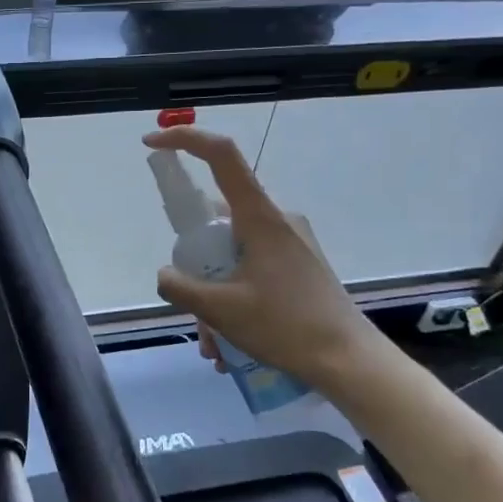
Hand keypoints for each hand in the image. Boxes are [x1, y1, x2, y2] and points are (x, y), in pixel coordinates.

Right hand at [144, 127, 375, 385]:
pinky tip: (233, 344)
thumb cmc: (286, 326)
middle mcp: (276, 220)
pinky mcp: (299, 265)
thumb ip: (182, 288)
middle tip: (193, 310)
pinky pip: (252, 270)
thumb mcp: (221, 310)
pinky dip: (235, 299)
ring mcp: (290, 243)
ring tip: (215, 344)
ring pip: (232, 255)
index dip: (184, 140)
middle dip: (196, 267)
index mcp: (259, 217)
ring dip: (215, 295)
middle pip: (217, 222)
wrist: (350, 361)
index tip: (152, 143)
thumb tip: (165, 275)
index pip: (220, 156)